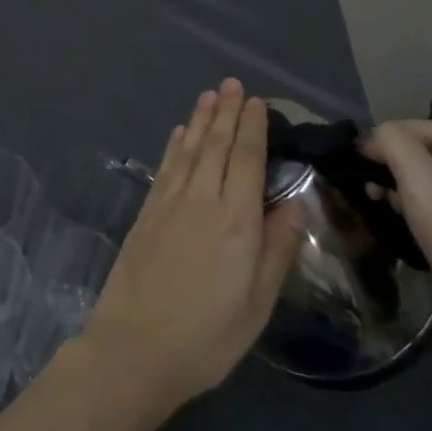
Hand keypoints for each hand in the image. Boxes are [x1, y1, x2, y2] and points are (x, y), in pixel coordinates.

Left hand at [82, 79, 301, 418]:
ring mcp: (170, 202)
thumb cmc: (208, 335)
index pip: (248, 159)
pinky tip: (180, 132)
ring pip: (190, 149)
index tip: (257, 102)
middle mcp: (203, 199)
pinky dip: (175, 144)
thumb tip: (295, 202)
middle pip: (217, 145)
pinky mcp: (147, 211)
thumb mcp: (258, 303)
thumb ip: (277, 248)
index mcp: (237, 220)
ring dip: (201, 120)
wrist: (136, 346)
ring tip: (209, 95)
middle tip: (233, 84)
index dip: (253, 127)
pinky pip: (166, 166)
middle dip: (227, 112)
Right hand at [358, 120, 431, 354]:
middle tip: (365, 190)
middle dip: (390, 167)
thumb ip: (392, 142)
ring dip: (400, 189)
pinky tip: (402, 225)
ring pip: (430, 180)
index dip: (380, 142)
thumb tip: (371, 138)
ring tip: (376, 205)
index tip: (352, 165)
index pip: (416, 127)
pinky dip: (417, 210)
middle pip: (423, 153)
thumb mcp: (420, 180)